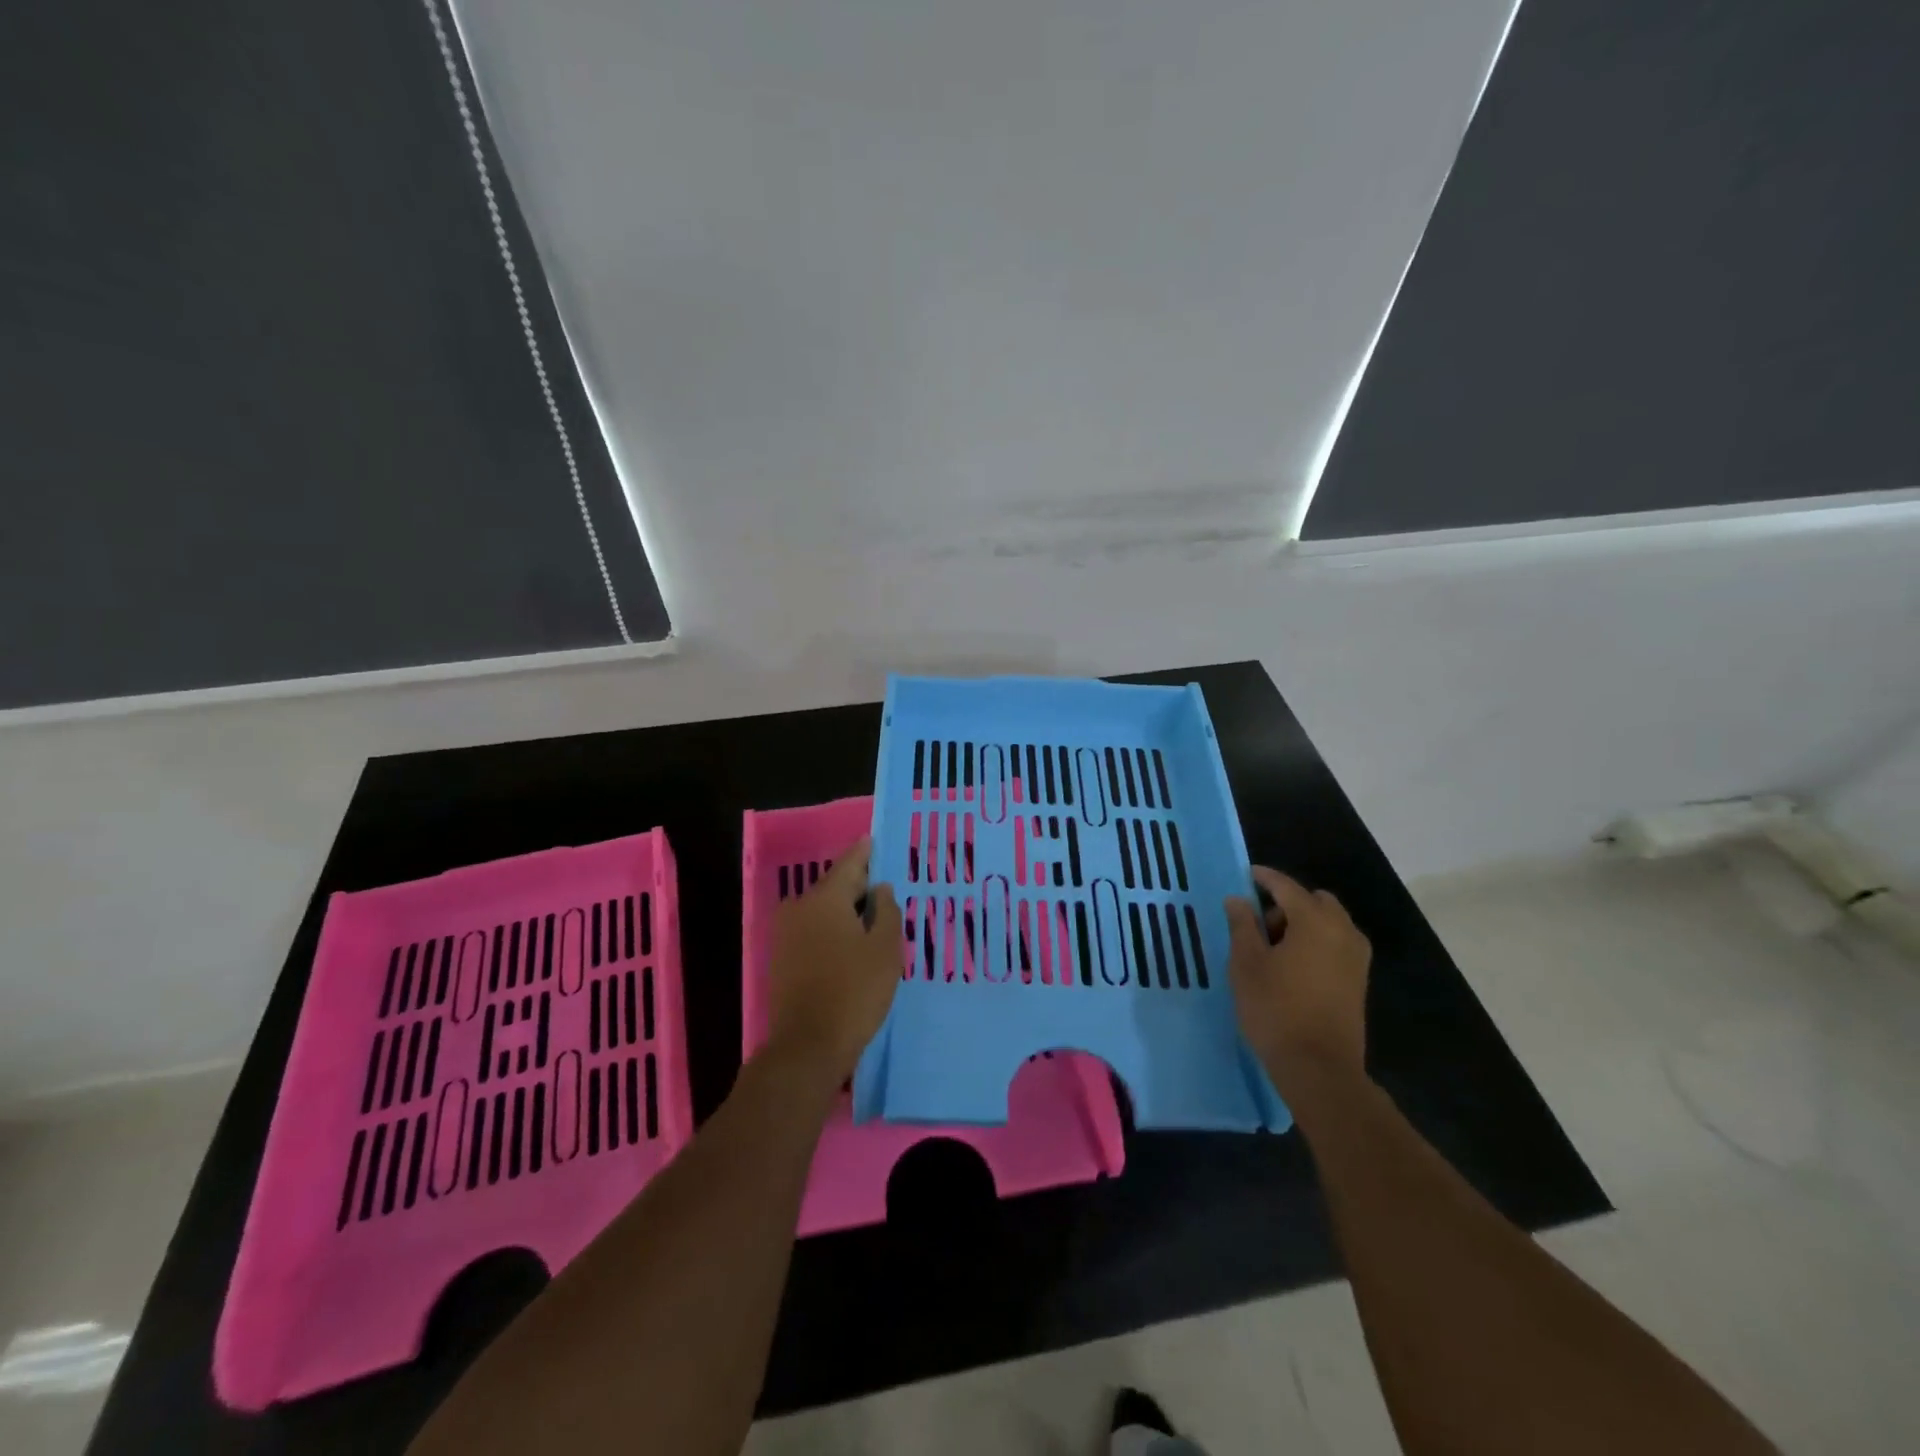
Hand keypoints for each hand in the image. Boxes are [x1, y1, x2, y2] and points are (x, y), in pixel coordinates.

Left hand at [764, 838, 903, 1090]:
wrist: (807, 1047)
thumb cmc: (854, 992)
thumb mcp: (885, 949)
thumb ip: (886, 912)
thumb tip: (879, 890)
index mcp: (824, 898)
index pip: (850, 863)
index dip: (866, 852)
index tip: (876, 839)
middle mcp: (800, 908)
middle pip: (835, 886)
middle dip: (859, 885)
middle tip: (885, 887)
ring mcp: (786, 935)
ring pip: (824, 910)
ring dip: (847, 911)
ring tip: (875, 917)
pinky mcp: (783, 959)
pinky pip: (815, 931)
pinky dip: (834, 930)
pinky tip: (853, 943)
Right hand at [1225, 866, 1370, 1103]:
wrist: (1319, 1068)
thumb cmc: (1276, 1009)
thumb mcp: (1246, 964)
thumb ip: (1242, 925)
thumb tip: (1238, 899)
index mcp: (1315, 921)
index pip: (1287, 887)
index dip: (1265, 878)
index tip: (1247, 874)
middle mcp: (1343, 931)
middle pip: (1315, 901)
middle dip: (1288, 903)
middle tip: (1259, 922)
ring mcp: (1356, 957)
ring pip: (1329, 923)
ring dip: (1303, 923)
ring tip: (1273, 948)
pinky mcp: (1358, 980)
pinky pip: (1336, 944)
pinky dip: (1315, 942)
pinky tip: (1292, 965)